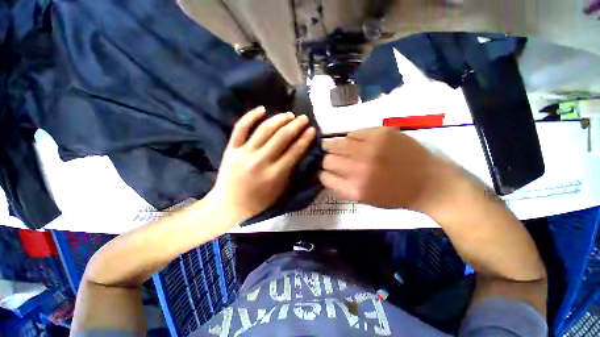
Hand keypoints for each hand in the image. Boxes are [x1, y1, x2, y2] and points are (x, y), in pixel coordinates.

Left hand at [208, 106, 315, 222]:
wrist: (229, 205)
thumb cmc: (259, 201)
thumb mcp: (280, 189)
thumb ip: (289, 170)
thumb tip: (298, 151)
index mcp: (274, 175)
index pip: (294, 152)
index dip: (305, 139)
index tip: (312, 129)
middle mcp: (260, 161)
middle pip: (281, 137)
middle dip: (295, 125)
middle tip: (304, 118)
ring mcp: (244, 153)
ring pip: (264, 130)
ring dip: (279, 119)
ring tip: (289, 114)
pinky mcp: (231, 149)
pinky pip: (240, 128)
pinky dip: (251, 116)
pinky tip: (262, 109)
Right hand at [319, 127, 459, 212]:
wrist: (430, 183)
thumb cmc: (395, 196)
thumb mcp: (364, 200)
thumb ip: (342, 186)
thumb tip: (325, 172)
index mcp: (354, 188)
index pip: (324, 176)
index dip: (323, 173)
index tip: (326, 171)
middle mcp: (358, 168)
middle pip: (327, 159)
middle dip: (326, 160)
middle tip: (332, 159)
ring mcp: (369, 148)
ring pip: (335, 143)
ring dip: (333, 146)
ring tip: (338, 147)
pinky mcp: (380, 133)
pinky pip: (352, 133)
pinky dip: (350, 138)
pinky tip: (355, 142)